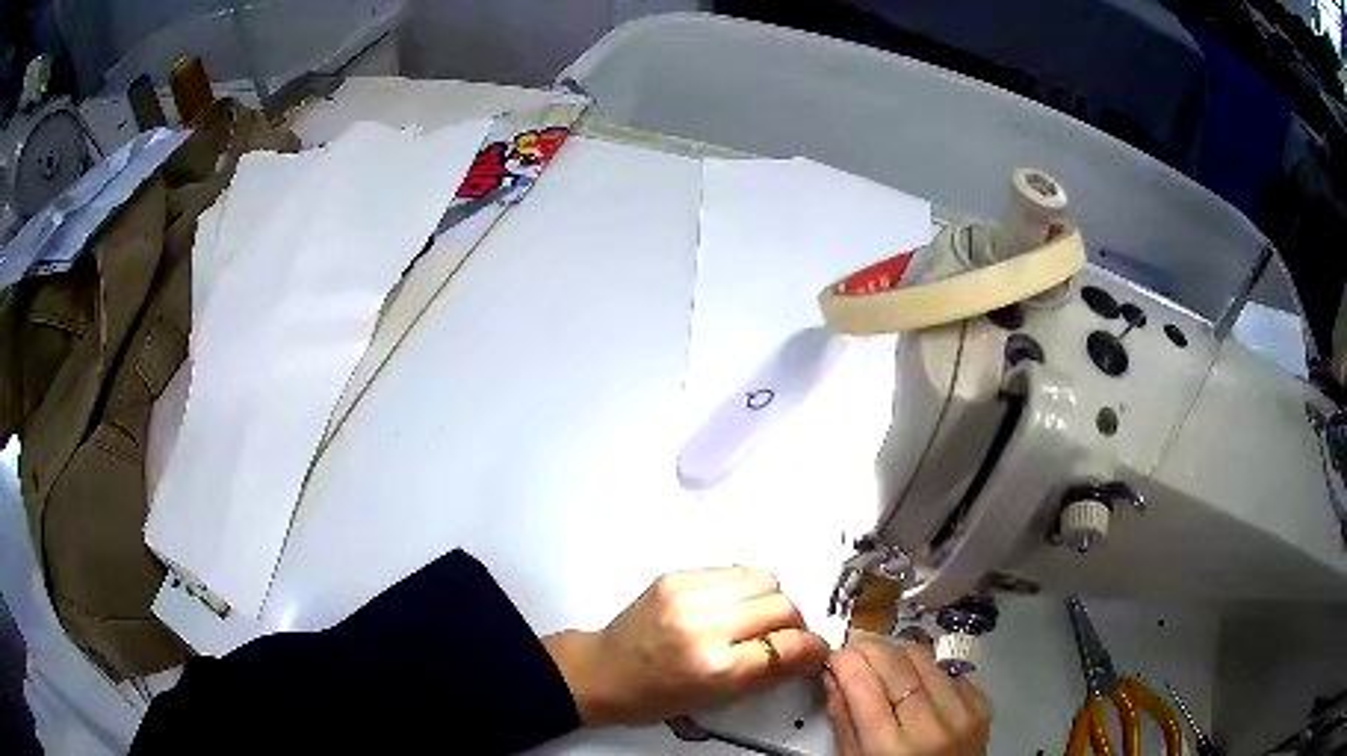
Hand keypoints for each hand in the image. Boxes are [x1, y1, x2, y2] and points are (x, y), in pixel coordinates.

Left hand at [542, 566, 828, 724]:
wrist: (603, 671)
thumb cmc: (658, 697)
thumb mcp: (718, 699)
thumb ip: (770, 675)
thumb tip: (812, 653)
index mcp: (714, 667)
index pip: (788, 645)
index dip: (812, 648)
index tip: (814, 651)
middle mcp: (704, 624)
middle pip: (782, 605)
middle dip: (793, 623)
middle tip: (783, 637)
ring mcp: (687, 594)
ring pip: (763, 579)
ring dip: (770, 600)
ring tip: (755, 619)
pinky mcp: (675, 576)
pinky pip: (733, 570)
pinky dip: (743, 588)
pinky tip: (729, 607)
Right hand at [824, 638, 990, 755]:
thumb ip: (844, 722)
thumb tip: (833, 677)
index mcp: (891, 750)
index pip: (865, 689)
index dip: (847, 663)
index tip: (834, 652)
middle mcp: (930, 728)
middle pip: (897, 668)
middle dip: (871, 648)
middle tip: (855, 642)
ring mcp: (962, 714)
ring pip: (925, 660)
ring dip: (899, 651)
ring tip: (882, 654)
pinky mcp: (982, 705)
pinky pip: (950, 672)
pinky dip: (928, 668)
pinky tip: (915, 676)